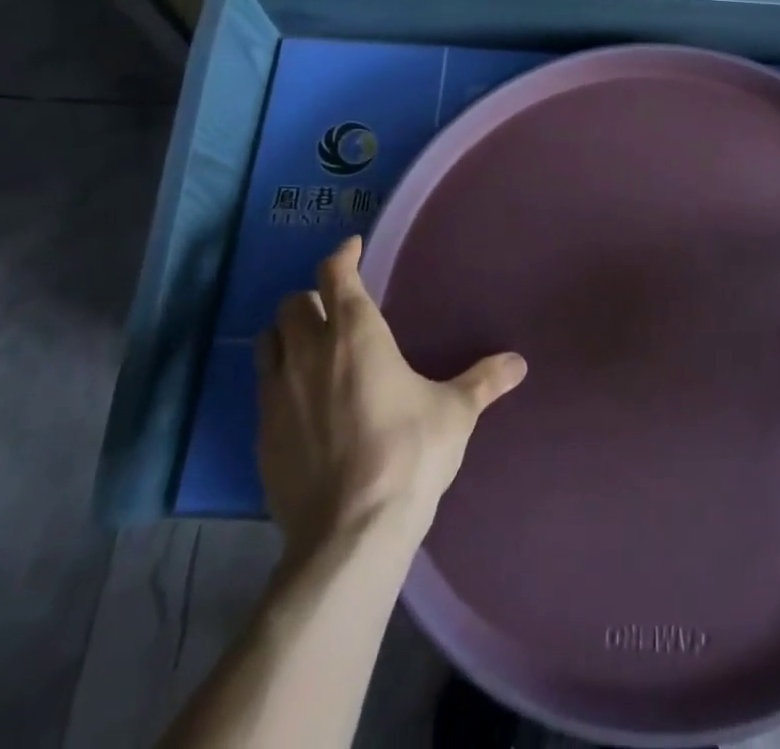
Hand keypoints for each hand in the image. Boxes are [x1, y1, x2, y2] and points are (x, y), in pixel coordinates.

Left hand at [256, 236, 527, 554]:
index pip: (336, 274)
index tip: (352, 248)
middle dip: (313, 297)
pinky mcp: (260, 435)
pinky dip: (278, 380)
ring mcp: (277, 394)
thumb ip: (484, 380)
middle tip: (336, 308)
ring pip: (267, 341)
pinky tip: (301, 402)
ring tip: (310, 346)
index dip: (343, 255)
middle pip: (293, 304)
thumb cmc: (409, 453)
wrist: (350, 531)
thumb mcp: (455, 412)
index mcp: (356, 334)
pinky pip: (262, 389)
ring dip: (286, 334)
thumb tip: (519, 363)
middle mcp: (309, 352)